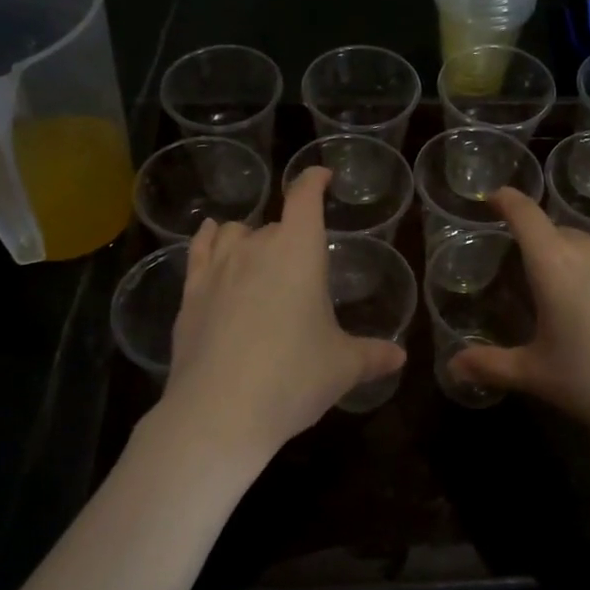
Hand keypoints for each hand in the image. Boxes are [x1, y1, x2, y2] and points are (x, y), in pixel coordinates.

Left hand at [155, 166, 406, 469]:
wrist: (220, 412)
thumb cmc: (293, 378)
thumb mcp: (343, 367)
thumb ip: (373, 355)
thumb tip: (399, 357)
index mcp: (298, 251)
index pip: (305, 197)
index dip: (314, 180)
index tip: (322, 176)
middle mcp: (255, 247)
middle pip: (274, 223)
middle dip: (290, 234)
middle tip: (302, 266)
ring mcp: (217, 268)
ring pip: (233, 232)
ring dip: (249, 237)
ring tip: (258, 254)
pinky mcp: (189, 294)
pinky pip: (198, 251)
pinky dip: (208, 242)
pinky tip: (210, 242)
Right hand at [449, 188, 589, 462]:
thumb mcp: (536, 375)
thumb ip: (490, 364)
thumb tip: (454, 367)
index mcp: (556, 264)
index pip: (525, 215)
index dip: (507, 201)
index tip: (495, 198)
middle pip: (562, 234)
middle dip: (547, 251)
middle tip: (542, 287)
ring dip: (586, 269)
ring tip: (588, 310)